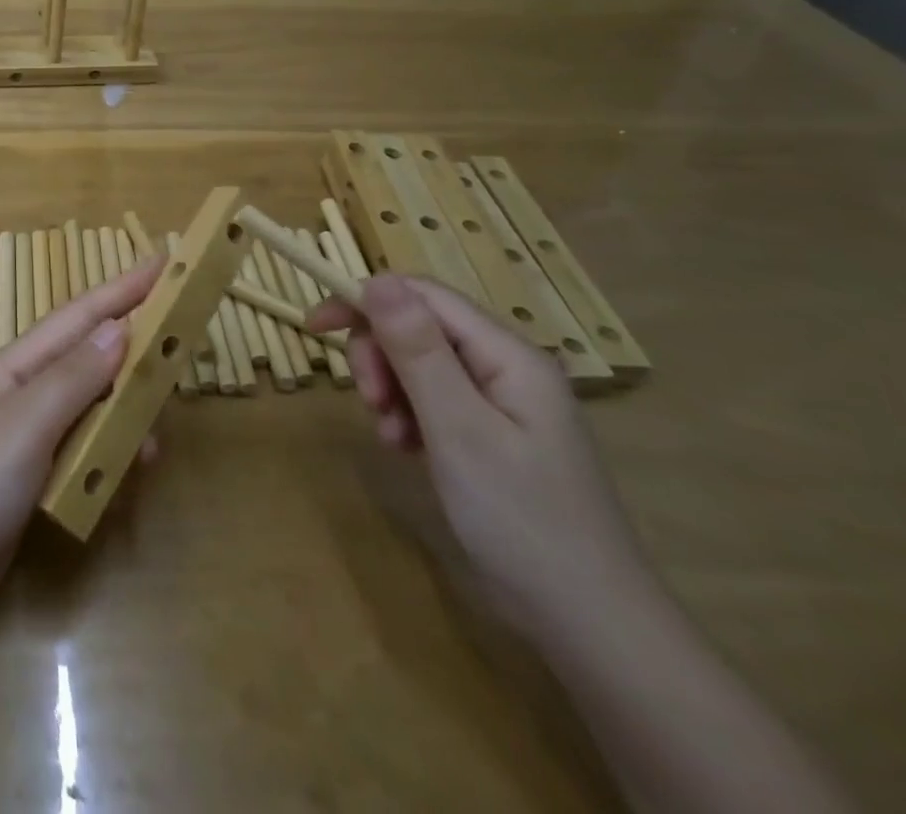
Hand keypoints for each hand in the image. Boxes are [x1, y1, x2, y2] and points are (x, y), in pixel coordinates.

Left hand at [0, 256, 165, 626]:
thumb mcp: (25, 426)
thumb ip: (73, 378)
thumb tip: (120, 327)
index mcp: (19, 365)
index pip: (80, 316)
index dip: (124, 288)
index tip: (166, 262)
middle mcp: (29, 389)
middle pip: (91, 354)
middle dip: (134, 342)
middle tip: (182, 336)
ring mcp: (34, 431)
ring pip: (95, 401)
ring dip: (128, 404)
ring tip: (161, 419)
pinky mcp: (41, 470)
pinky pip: (89, 444)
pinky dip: (114, 447)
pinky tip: (133, 465)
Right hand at [310, 275, 653, 639]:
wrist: (589, 625)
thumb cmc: (522, 520)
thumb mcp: (458, 429)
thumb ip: (417, 350)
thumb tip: (377, 279)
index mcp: (508, 355)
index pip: (423, 296)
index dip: (365, 300)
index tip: (315, 327)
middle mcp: (506, 367)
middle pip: (418, 328)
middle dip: (380, 355)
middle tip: (370, 401)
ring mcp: (501, 403)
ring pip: (420, 365)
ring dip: (391, 390)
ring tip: (390, 436)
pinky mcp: (491, 435)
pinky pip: (433, 401)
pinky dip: (408, 417)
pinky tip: (406, 450)